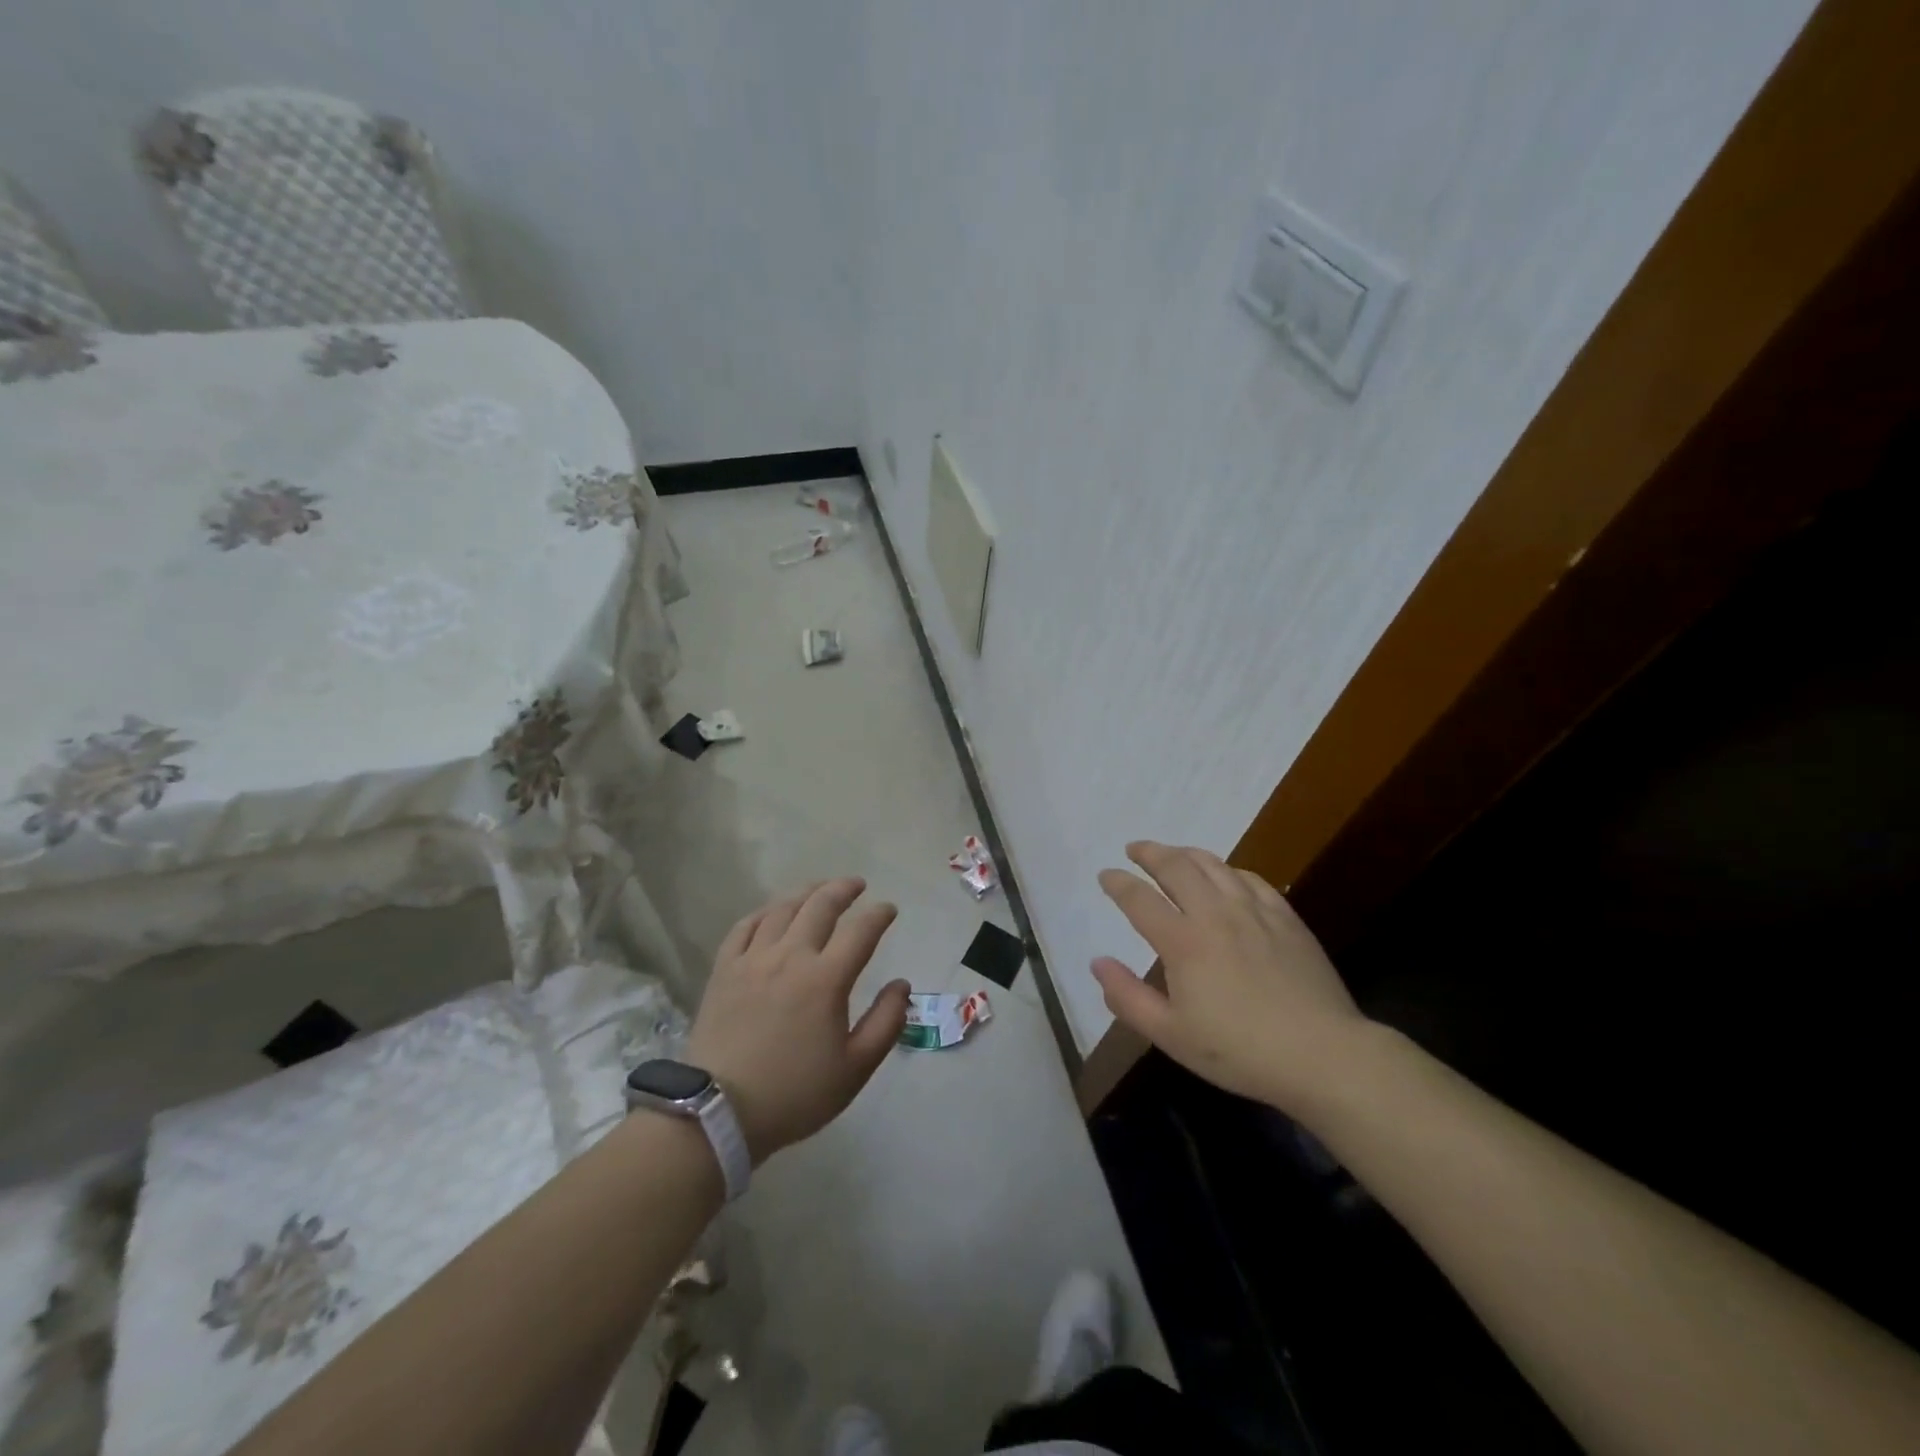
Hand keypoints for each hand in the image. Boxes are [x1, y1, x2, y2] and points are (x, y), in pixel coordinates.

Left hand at [684, 878, 909, 1163]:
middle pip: (820, 906)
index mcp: (826, 979)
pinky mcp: (724, 969)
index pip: (861, 931)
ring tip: (819, 889)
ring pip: (783, 909)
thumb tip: (902, 985)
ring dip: (806, 892)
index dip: (879, 914)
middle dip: (843, 889)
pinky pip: (745, 926)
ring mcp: (753, 959)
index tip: (889, 909)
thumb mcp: (855, 1069)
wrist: (719, 1113)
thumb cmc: (795, 1094)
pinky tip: (773, 911)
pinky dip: (765, 911)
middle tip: (857, 885)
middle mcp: (791, 956)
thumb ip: (886, 1023)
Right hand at [1092, 841, 1369, 1114]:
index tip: (1105, 875)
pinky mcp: (1285, 917)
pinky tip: (1225, 876)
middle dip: (1150, 853)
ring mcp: (1254, 911)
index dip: (1118, 883)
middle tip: (1135, 849)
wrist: (1323, 1055)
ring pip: (1214, 864)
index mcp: (1183, 942)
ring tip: (1173, 854)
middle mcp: (1215, 914)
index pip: (1139, 899)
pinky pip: (1250, 879)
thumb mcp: (1171, 1035)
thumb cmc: (1239, 1051)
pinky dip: (1228, 869)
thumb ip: (1127, 997)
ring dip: (1186, 853)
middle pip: (1176, 867)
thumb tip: (1097, 962)